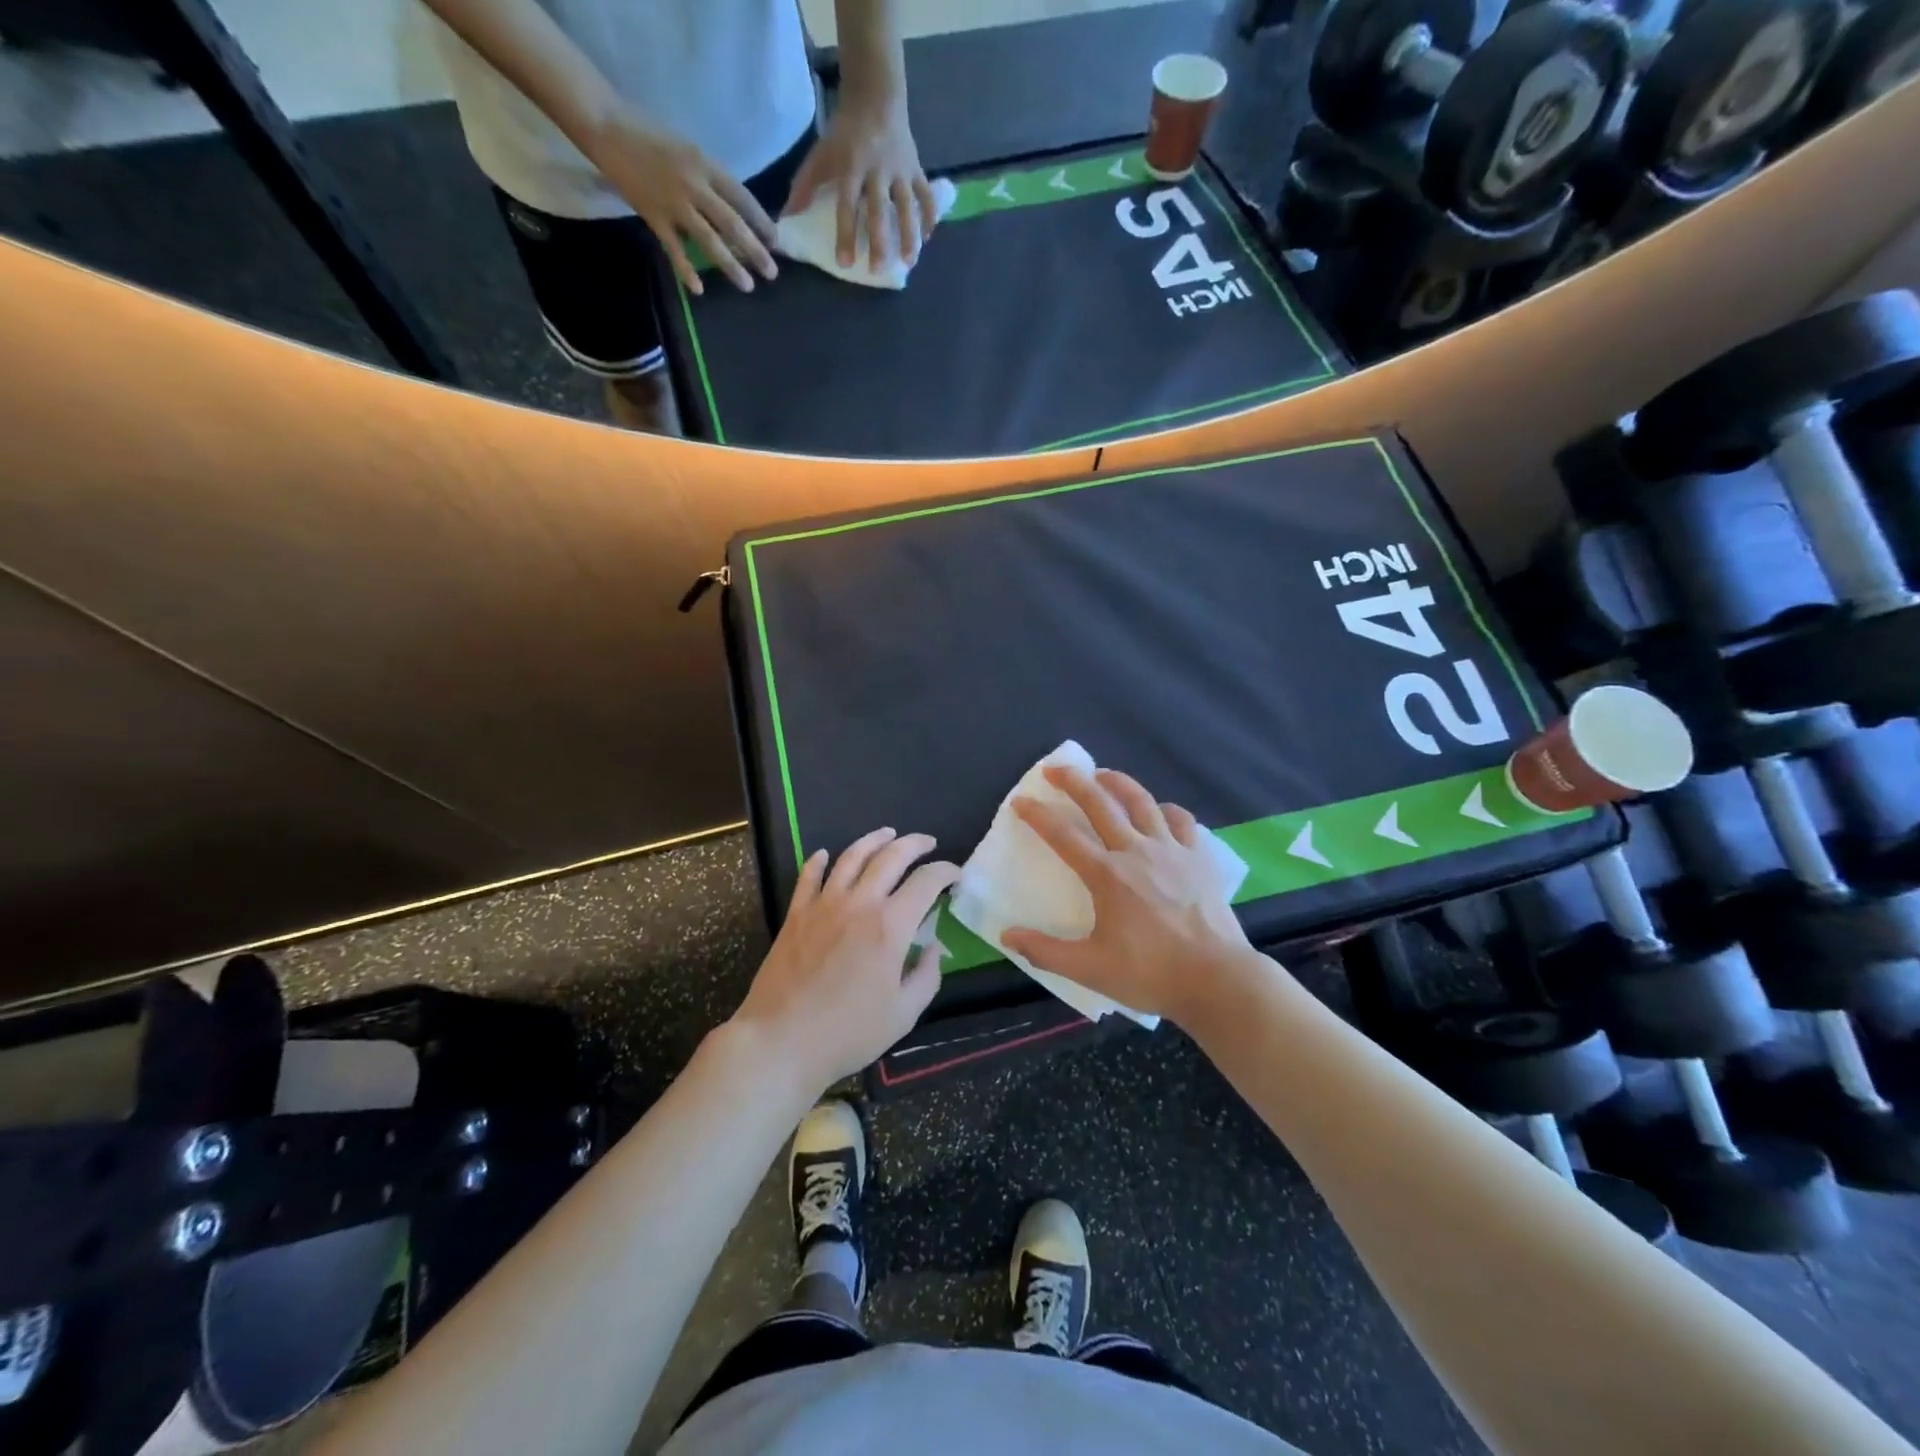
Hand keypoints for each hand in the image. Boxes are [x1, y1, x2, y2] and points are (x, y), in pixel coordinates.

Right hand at [589, 108, 777, 293]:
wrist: (606, 126)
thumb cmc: (649, 134)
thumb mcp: (688, 149)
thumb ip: (709, 178)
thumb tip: (732, 209)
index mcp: (705, 164)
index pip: (742, 198)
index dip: (761, 222)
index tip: (775, 242)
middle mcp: (694, 185)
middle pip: (732, 224)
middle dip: (755, 251)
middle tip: (772, 273)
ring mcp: (674, 203)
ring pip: (709, 240)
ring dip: (730, 265)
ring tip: (747, 286)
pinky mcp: (653, 216)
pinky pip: (674, 248)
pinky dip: (686, 269)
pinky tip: (699, 289)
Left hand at [733, 829, 958, 1091]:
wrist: (782, 1041)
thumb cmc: (849, 1033)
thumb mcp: (904, 1014)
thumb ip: (927, 975)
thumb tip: (933, 947)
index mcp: (890, 926)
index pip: (926, 881)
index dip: (945, 871)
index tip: (955, 874)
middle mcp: (859, 903)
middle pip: (890, 856)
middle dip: (914, 844)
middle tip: (927, 843)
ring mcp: (823, 904)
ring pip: (851, 856)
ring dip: (873, 839)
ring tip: (887, 834)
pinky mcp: (796, 914)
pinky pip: (808, 876)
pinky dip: (819, 860)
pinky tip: (825, 855)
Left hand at [785, 96, 937, 268]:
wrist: (876, 94)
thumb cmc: (845, 130)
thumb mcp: (822, 153)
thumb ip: (805, 184)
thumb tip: (787, 217)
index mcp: (852, 165)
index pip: (847, 204)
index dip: (846, 234)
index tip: (845, 263)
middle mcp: (878, 169)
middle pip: (879, 210)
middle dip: (879, 241)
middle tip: (877, 270)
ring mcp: (900, 168)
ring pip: (907, 206)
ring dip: (909, 235)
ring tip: (908, 262)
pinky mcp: (916, 167)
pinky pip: (925, 195)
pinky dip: (929, 216)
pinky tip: (927, 238)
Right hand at [1001, 767, 1262, 1024]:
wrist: (1217, 979)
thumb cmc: (1150, 974)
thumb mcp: (1089, 969)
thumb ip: (1044, 951)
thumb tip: (1006, 936)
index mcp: (1107, 875)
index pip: (1063, 835)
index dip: (1038, 815)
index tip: (1020, 800)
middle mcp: (1136, 851)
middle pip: (1100, 803)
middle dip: (1074, 781)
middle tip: (1056, 768)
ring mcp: (1171, 850)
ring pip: (1141, 801)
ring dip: (1118, 782)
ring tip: (1102, 774)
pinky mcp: (1198, 858)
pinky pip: (1181, 820)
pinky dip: (1165, 809)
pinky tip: (1159, 810)